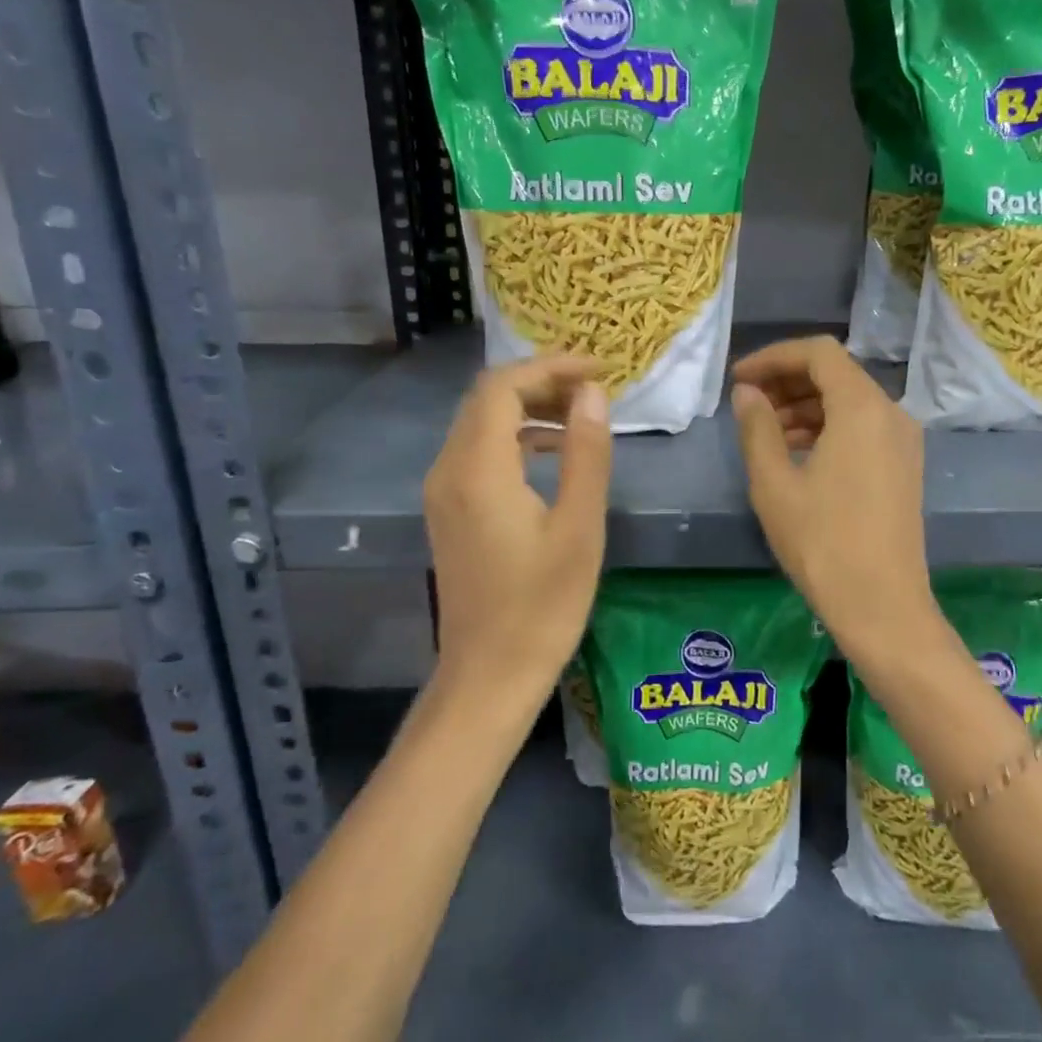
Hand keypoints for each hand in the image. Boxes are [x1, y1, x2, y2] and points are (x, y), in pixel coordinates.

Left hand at [424, 356, 610, 705]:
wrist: (490, 674)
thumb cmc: (543, 605)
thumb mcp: (579, 526)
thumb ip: (585, 452)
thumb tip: (591, 394)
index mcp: (478, 469)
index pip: (503, 387)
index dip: (550, 367)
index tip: (599, 370)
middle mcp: (448, 470)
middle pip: (487, 399)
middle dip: (541, 381)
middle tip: (595, 388)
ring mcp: (442, 492)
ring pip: (481, 423)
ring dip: (529, 408)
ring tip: (581, 414)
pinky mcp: (449, 511)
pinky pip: (478, 452)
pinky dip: (516, 437)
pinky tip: (553, 452)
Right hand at [731, 336, 936, 658]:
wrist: (882, 606)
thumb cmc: (822, 543)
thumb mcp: (774, 484)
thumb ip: (757, 427)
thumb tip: (747, 393)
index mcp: (862, 407)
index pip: (818, 353)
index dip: (774, 357)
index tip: (739, 378)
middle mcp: (891, 413)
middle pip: (836, 374)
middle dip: (788, 381)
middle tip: (748, 405)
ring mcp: (903, 440)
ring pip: (850, 401)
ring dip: (806, 406)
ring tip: (766, 432)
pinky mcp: (905, 465)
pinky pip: (863, 427)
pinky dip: (828, 427)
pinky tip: (798, 453)